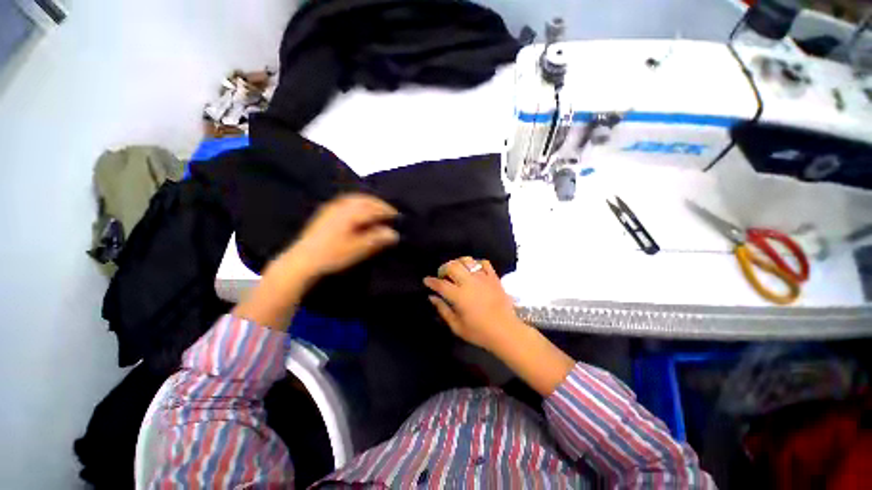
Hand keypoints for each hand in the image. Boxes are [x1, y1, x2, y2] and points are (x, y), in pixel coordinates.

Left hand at [235, 194, 398, 329]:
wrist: (302, 260)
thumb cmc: (333, 255)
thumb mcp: (358, 249)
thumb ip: (377, 239)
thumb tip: (394, 233)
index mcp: (351, 213)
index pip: (374, 208)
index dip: (387, 211)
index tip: (398, 216)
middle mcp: (342, 206)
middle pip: (365, 200)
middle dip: (379, 204)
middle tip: (389, 211)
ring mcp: (332, 208)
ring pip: (355, 198)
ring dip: (368, 201)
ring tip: (376, 209)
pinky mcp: (325, 212)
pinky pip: (346, 201)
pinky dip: (357, 202)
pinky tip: (357, 210)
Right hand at [423, 257, 523, 352]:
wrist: (506, 331)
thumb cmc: (479, 332)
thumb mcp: (457, 326)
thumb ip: (443, 310)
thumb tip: (432, 297)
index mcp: (459, 295)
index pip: (440, 284)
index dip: (431, 281)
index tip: (426, 280)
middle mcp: (469, 282)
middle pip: (452, 266)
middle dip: (444, 268)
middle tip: (443, 275)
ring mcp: (482, 278)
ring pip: (467, 261)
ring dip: (458, 263)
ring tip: (457, 270)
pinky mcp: (493, 277)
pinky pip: (484, 263)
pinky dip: (476, 263)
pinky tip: (474, 270)